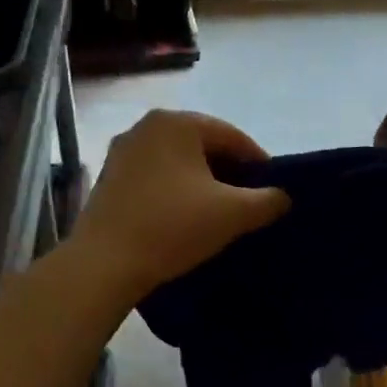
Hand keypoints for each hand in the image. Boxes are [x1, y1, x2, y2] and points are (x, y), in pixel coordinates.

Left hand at [70, 109, 288, 303]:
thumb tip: (282, 197)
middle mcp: (146, 126)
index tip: (274, 191)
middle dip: (228, 173)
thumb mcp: (233, 214)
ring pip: (178, 163)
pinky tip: (183, 218)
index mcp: (177, 123)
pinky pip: (155, 177)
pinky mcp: (108, 178)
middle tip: (248, 204)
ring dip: (201, 184)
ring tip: (218, 214)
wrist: (105, 263)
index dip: (259, 164)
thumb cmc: (173, 227)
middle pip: (203, 146)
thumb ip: (267, 200)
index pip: (233, 137)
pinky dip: (175, 192)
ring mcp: (122, 152)